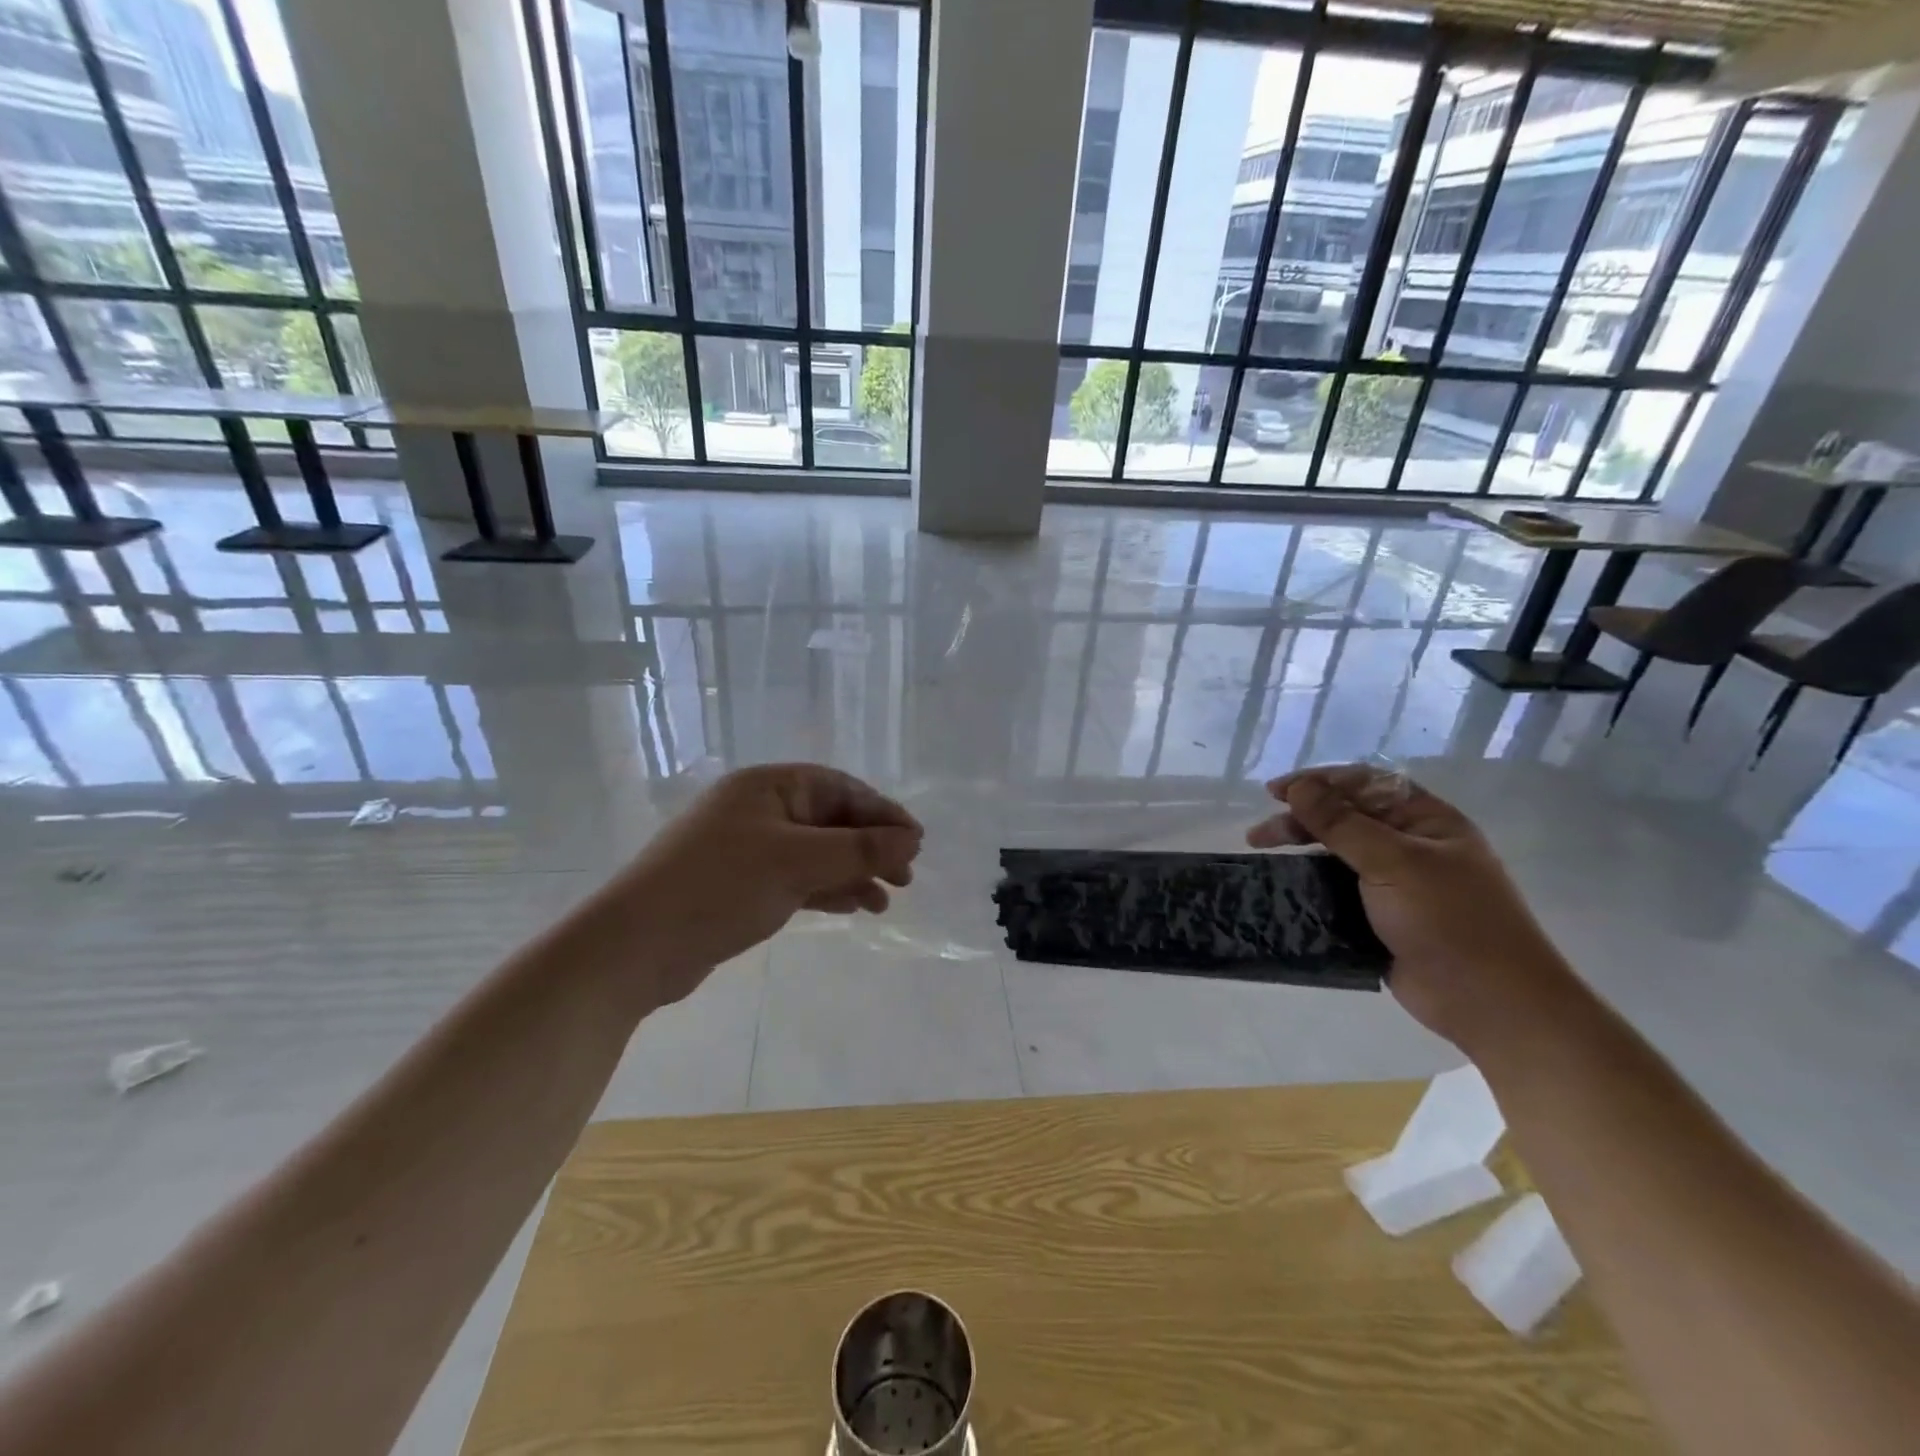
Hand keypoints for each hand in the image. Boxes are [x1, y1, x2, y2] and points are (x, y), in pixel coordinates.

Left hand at [598, 764, 922, 1006]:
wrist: (636, 947)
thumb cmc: (720, 886)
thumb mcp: (796, 862)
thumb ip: (859, 849)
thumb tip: (912, 839)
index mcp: (768, 787)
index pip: (840, 789)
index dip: (882, 813)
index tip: (916, 842)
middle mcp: (759, 810)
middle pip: (830, 820)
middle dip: (870, 846)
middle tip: (906, 876)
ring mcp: (748, 848)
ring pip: (816, 853)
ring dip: (853, 872)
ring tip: (884, 901)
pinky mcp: (741, 885)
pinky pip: (797, 878)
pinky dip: (827, 890)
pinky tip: (854, 907)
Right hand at [1246, 764, 1575, 1052]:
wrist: (1489, 1003)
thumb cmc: (1449, 920)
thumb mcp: (1393, 862)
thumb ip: (1341, 823)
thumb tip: (1299, 787)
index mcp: (1427, 821)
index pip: (1365, 784)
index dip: (1319, 782)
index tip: (1276, 793)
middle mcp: (1412, 846)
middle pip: (1347, 817)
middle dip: (1301, 819)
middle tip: (1259, 835)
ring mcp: (1397, 884)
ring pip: (1338, 855)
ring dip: (1301, 851)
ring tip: (1263, 857)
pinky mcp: (1381, 918)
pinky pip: (1338, 891)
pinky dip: (1311, 885)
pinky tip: (1285, 888)